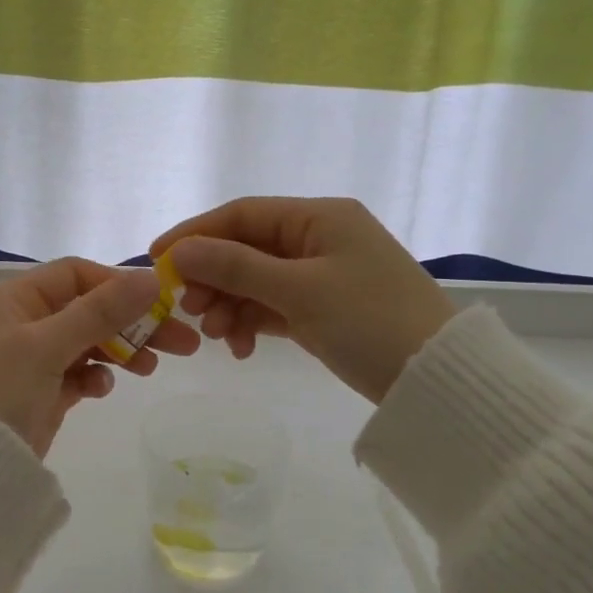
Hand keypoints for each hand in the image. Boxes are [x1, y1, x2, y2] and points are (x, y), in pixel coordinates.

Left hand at [0, 258, 199, 455]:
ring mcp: (30, 359)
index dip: (118, 285)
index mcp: (14, 298)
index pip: (76, 275)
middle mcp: (21, 322)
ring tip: (150, 368)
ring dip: (119, 350)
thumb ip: (100, 312)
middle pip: (88, 310)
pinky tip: (102, 389)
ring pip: (87, 342)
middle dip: (132, 323)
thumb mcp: (47, 345)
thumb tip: (151, 278)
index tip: (159, 304)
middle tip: (182, 342)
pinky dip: (94, 377)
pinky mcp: (39, 392)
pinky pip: (76, 374)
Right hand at [150, 198, 452, 402]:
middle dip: (213, 278)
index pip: (242, 214)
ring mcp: (322, 275)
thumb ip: (236, 268)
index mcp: (319, 218)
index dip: (196, 233)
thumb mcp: (299, 291)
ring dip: (230, 306)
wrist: (436, 378)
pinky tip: (242, 349)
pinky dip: (254, 323)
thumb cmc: (369, 321)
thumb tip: (180, 251)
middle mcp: (319, 238)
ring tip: (216, 339)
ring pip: (257, 281)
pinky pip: (275, 307)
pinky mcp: (324, 309)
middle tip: (188, 309)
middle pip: (246, 248)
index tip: (156, 259)